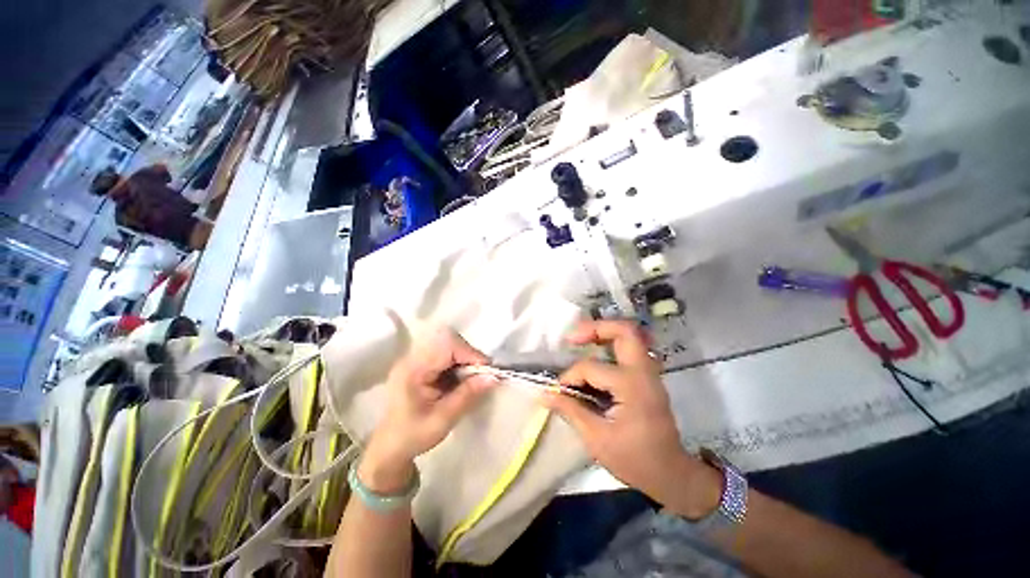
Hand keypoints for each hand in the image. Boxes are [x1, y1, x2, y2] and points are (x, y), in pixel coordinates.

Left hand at [361, 329, 494, 492]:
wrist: (390, 447)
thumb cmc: (413, 436)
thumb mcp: (442, 420)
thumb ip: (467, 396)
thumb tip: (493, 377)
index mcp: (413, 369)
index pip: (446, 346)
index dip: (470, 354)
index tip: (486, 371)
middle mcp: (413, 358)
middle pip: (448, 340)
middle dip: (468, 354)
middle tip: (479, 374)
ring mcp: (416, 359)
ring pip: (449, 345)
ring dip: (465, 358)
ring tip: (472, 378)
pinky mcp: (422, 363)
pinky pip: (446, 353)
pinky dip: (459, 363)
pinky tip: (461, 379)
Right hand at [542, 320, 719, 516]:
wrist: (672, 474)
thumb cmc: (634, 460)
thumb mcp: (597, 438)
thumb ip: (570, 410)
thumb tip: (545, 394)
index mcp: (631, 386)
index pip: (590, 367)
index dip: (569, 376)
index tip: (559, 390)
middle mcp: (643, 372)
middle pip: (624, 331)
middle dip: (595, 328)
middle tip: (572, 337)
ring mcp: (648, 372)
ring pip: (629, 336)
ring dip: (603, 333)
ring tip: (581, 340)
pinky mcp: (647, 377)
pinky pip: (629, 349)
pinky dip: (611, 345)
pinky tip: (596, 355)